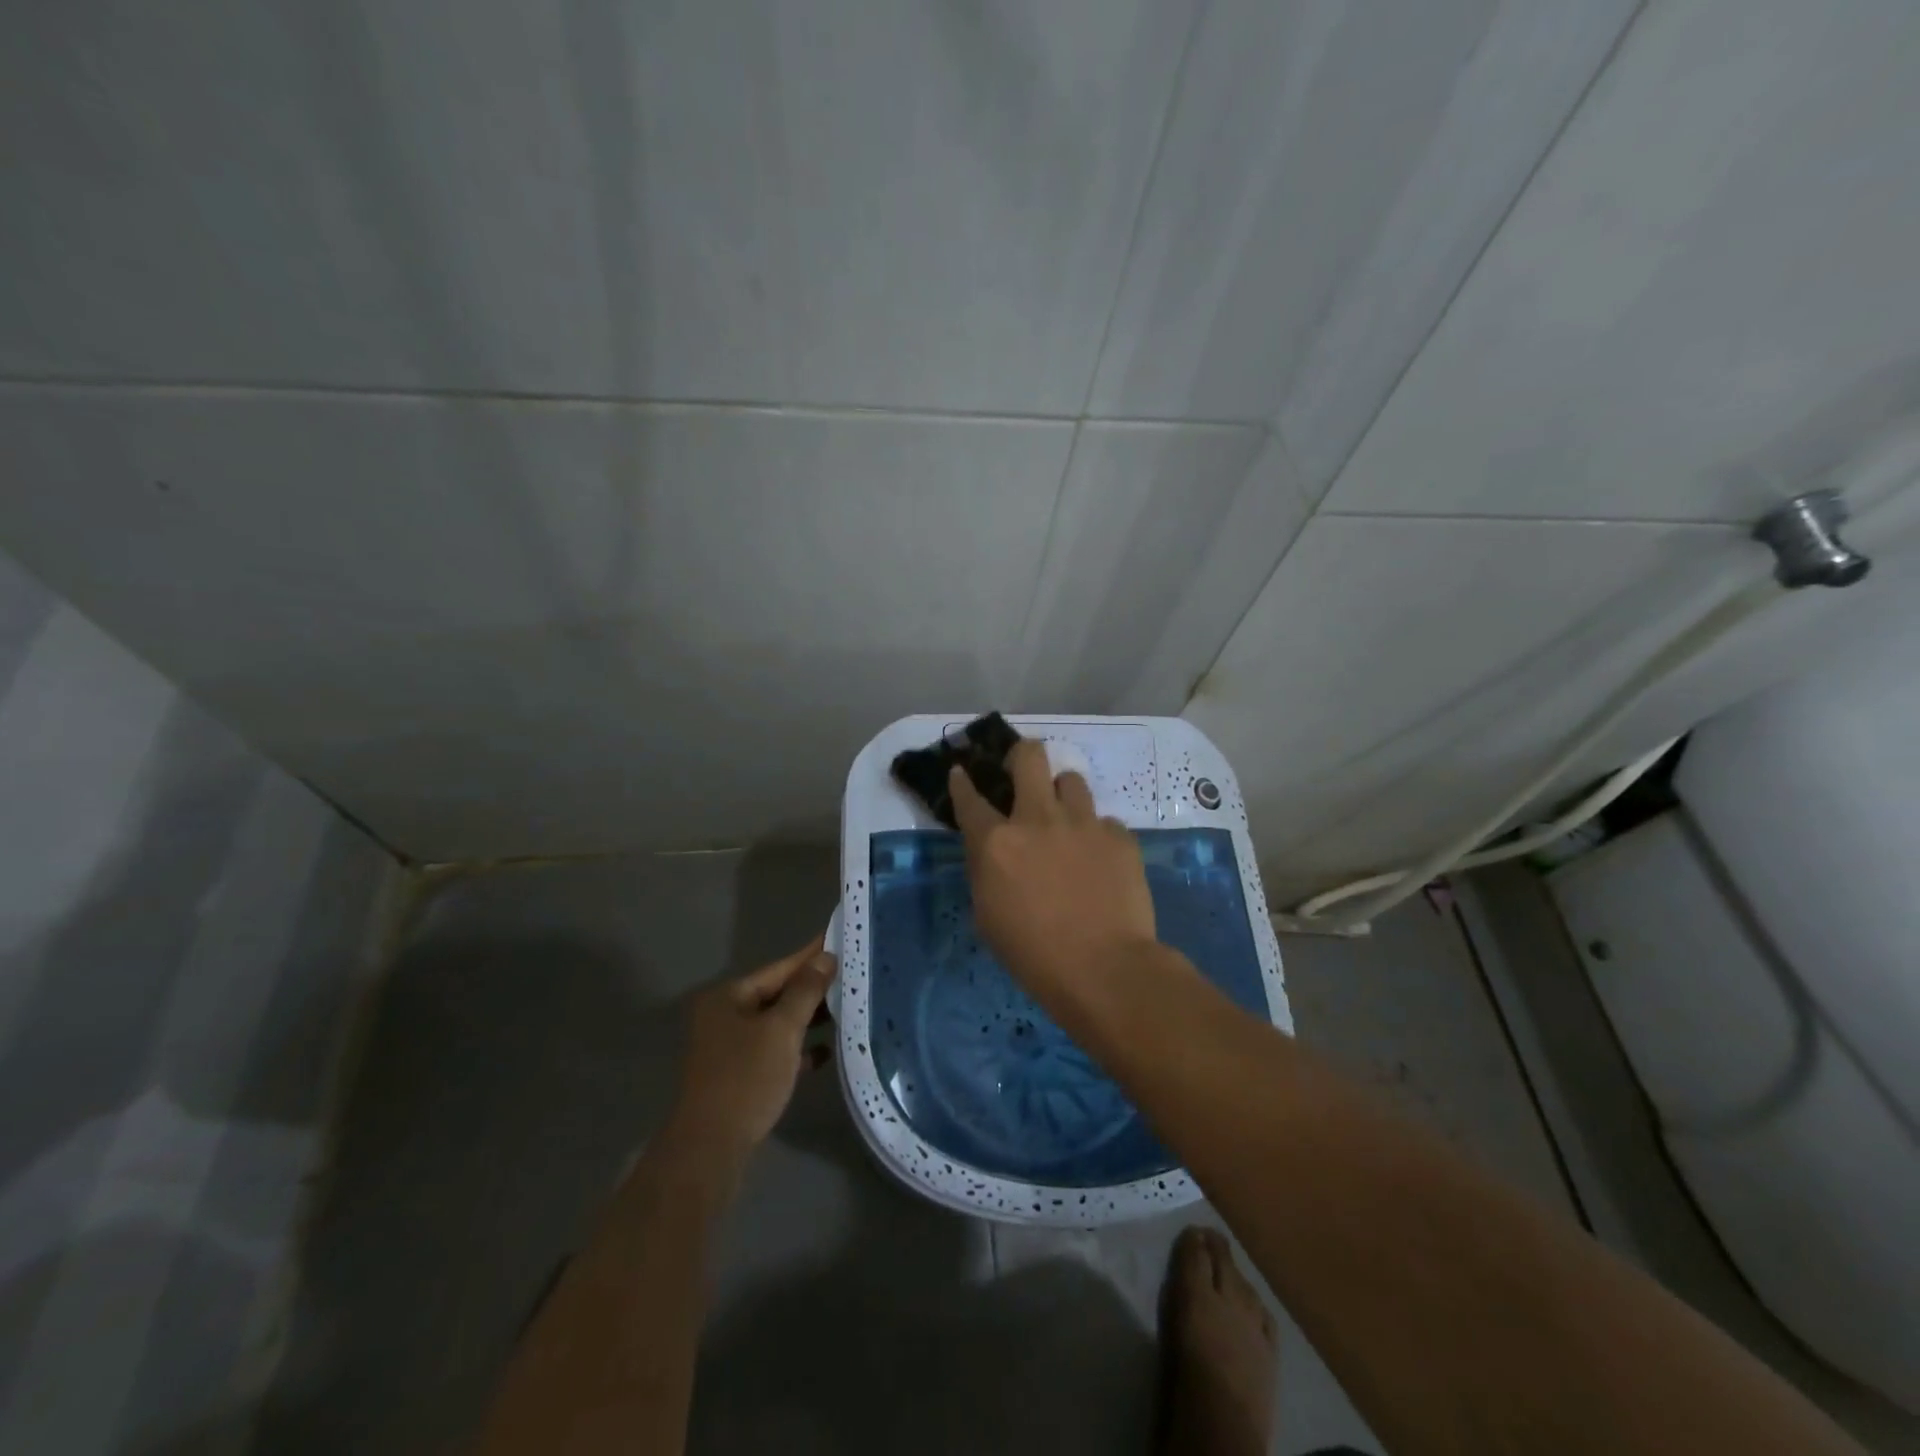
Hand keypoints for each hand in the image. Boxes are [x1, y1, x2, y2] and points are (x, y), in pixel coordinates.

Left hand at [671, 934, 835, 1157]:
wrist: (710, 1148)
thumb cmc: (746, 1078)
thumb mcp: (782, 1029)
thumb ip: (805, 991)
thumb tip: (825, 958)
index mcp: (727, 997)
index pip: (778, 968)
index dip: (810, 955)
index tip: (838, 938)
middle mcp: (724, 1016)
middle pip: (776, 994)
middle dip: (812, 988)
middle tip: (850, 974)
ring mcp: (728, 1047)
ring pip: (776, 1023)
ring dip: (807, 1018)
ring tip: (846, 1008)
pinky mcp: (737, 1074)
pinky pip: (773, 1050)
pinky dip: (797, 1048)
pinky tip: (824, 1051)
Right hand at [949, 741, 1157, 1012]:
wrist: (1105, 969)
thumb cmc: (1033, 954)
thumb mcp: (988, 915)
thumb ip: (986, 870)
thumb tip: (994, 852)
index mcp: (996, 842)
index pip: (969, 797)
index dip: (961, 781)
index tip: (961, 772)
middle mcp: (1038, 819)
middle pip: (1029, 756)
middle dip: (1022, 755)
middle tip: (1022, 772)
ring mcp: (1083, 823)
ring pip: (1071, 780)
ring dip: (1063, 796)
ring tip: (1067, 821)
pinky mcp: (1119, 837)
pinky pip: (1105, 822)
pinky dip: (1097, 836)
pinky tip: (1100, 862)